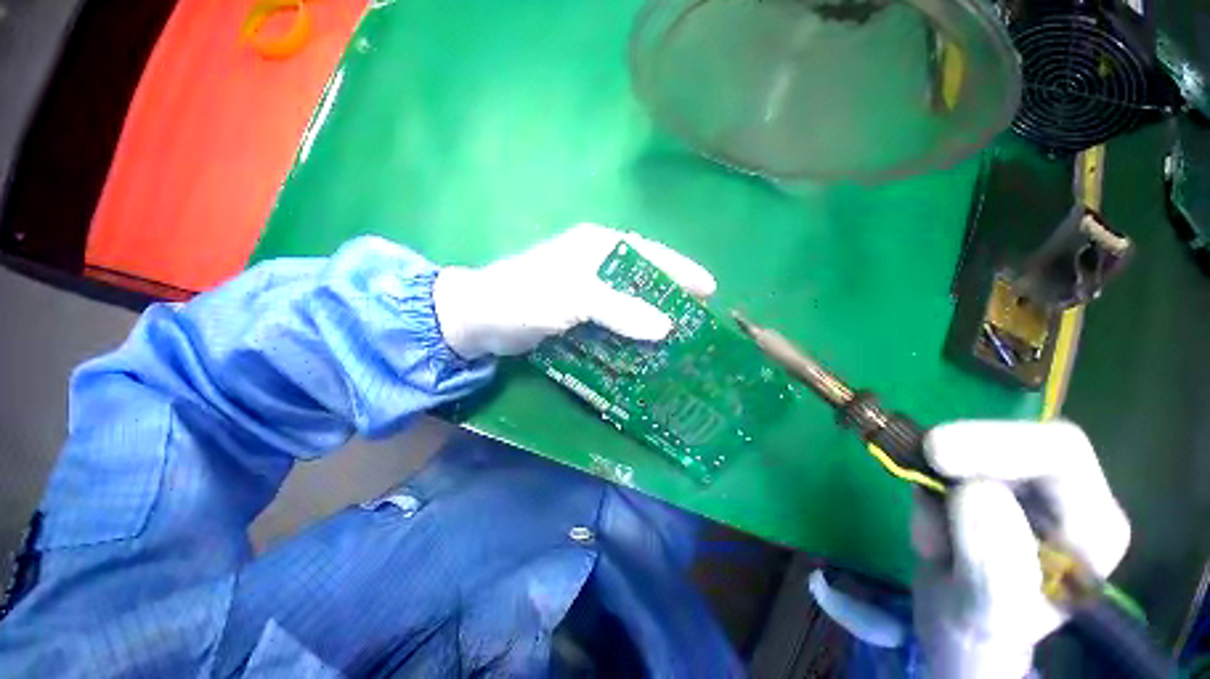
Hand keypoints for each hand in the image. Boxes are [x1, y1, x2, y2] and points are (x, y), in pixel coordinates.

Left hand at [433, 223, 716, 358]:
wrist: (480, 320)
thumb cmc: (525, 298)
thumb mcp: (574, 298)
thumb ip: (619, 310)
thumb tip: (665, 326)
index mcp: (596, 245)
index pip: (648, 252)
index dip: (680, 269)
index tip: (709, 288)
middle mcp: (595, 261)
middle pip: (642, 275)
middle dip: (670, 293)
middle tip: (697, 314)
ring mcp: (586, 287)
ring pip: (629, 298)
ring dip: (652, 313)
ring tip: (679, 332)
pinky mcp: (578, 309)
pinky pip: (614, 316)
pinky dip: (630, 328)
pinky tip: (644, 343)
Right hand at [912, 420, 1129, 678]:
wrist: (956, 631)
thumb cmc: (979, 636)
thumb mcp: (985, 616)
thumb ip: (994, 566)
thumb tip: (973, 491)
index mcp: (1093, 528)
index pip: (1061, 453)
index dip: (998, 443)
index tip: (935, 454)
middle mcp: (1071, 497)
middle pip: (1023, 438)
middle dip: (964, 457)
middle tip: (920, 469)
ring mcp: (1027, 487)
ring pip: (974, 448)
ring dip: (936, 480)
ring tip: (930, 540)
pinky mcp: (987, 482)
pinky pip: (946, 462)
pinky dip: (925, 485)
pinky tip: (929, 527)